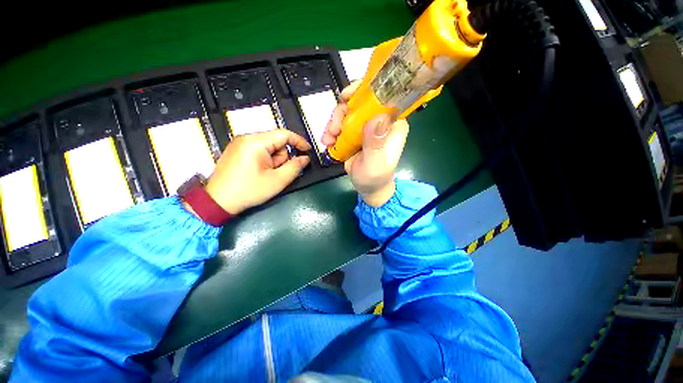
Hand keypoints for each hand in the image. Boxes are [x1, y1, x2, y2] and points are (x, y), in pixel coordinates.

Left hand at [204, 130, 310, 214]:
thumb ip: (295, 167)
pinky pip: (259, 151)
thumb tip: (305, 158)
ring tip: (265, 175)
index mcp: (256, 142)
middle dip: (281, 158)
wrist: (218, 201)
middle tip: (276, 173)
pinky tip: (259, 172)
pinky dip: (265, 160)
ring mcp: (240, 143)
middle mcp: (247, 138)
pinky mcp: (237, 150)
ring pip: (269, 147)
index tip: (308, 150)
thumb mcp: (277, 181)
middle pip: (276, 142)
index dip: (299, 141)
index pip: (284, 134)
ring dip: (273, 160)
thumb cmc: (249, 190)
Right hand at [322, 82, 408, 206]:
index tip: (346, 97)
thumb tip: (375, 117)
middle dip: (342, 112)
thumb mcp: (375, 163)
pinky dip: (331, 131)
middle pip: (359, 102)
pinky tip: (327, 142)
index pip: (383, 96)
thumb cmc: (375, 177)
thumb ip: (375, 144)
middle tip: (333, 129)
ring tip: (328, 139)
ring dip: (333, 123)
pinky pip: (341, 124)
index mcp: (393, 123)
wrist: (368, 187)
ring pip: (346, 112)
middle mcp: (380, 120)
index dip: (364, 90)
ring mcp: (365, 126)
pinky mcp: (354, 133)